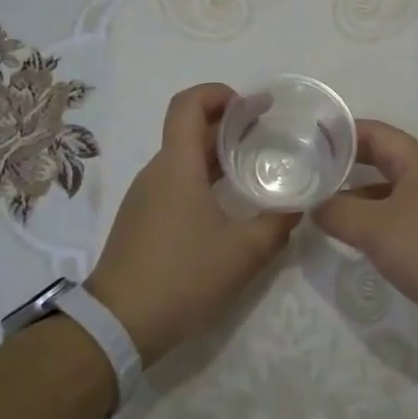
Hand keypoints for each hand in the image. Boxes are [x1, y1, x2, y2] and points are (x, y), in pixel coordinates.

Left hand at [88, 83, 301, 362]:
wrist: (119, 324)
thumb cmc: (183, 277)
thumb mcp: (244, 254)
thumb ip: (277, 224)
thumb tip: (298, 205)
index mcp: (177, 165)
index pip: (188, 103)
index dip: (219, 93)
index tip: (253, 107)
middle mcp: (157, 171)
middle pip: (189, 129)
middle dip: (228, 124)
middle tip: (267, 134)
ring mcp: (145, 196)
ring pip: (182, 157)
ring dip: (217, 153)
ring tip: (253, 167)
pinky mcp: (141, 219)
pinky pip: (175, 182)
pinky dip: (203, 178)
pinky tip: (227, 204)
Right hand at [314, 119, 417, 353]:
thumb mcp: (375, 228)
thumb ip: (338, 212)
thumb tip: (313, 205)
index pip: (373, 131)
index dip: (340, 132)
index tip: (305, 140)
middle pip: (381, 159)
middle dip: (345, 164)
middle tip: (308, 173)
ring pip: (389, 192)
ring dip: (358, 197)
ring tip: (322, 208)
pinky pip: (399, 220)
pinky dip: (374, 223)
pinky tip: (355, 240)